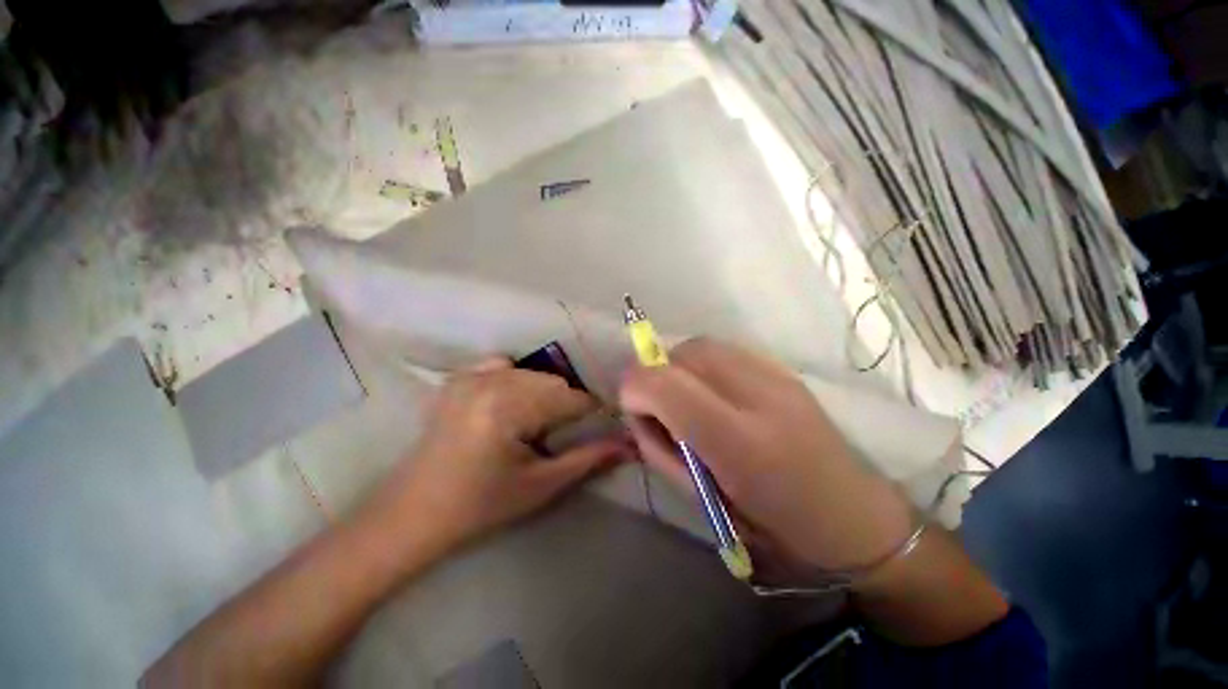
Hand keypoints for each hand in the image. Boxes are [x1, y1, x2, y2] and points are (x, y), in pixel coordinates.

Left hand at [368, 358, 624, 560]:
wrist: (412, 513)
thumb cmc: (480, 506)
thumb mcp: (540, 485)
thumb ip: (588, 459)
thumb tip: (629, 445)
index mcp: (508, 406)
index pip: (571, 398)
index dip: (591, 414)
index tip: (598, 430)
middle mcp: (489, 380)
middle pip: (553, 383)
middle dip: (566, 406)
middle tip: (561, 435)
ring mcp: (470, 375)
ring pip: (533, 374)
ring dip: (544, 395)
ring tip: (536, 425)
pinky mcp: (459, 378)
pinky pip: (505, 367)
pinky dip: (518, 381)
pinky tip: (511, 406)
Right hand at [619, 339, 914, 573]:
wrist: (855, 519)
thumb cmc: (776, 529)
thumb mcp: (706, 503)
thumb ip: (663, 450)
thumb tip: (640, 414)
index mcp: (740, 443)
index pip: (664, 384)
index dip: (634, 390)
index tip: (635, 412)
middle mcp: (760, 396)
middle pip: (682, 354)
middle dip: (655, 376)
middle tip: (661, 410)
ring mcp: (777, 376)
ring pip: (701, 345)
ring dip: (678, 367)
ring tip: (687, 400)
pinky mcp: (784, 369)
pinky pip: (724, 349)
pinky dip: (702, 364)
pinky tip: (714, 392)